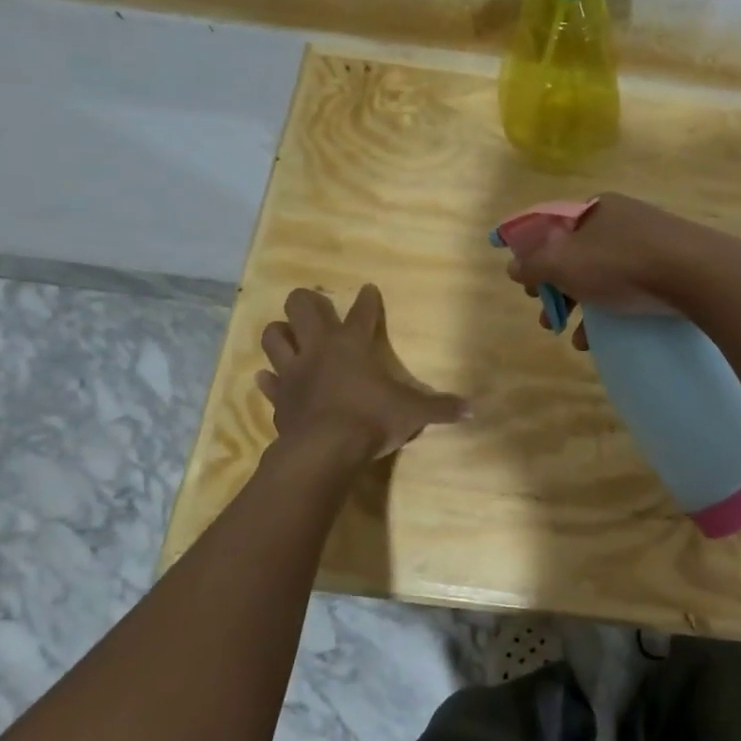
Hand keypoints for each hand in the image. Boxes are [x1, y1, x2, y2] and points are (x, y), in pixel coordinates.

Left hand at [257, 286, 468, 459]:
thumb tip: (473, 409)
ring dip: (279, 333)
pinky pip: (267, 382)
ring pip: (273, 337)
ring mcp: (294, 372)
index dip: (367, 300)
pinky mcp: (278, 398)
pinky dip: (268, 379)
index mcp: (353, 345)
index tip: (368, 290)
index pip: (362, 312)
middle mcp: (319, 349)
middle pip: (301, 308)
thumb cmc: (372, 420)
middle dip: (305, 301)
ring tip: (288, 335)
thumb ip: (441, 408)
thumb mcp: (414, 413)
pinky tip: (269, 378)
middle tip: (313, 305)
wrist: (324, 450)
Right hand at [504, 193, 740, 348]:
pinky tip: (603, 339)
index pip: (552, 228)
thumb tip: (512, 267)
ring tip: (573, 337)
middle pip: (577, 254)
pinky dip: (611, 310)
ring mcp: (650, 242)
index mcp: (595, 208)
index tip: (528, 289)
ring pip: (604, 274)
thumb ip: (533, 264)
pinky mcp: (672, 266)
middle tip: (548, 317)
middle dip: (557, 289)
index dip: (534, 258)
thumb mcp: (565, 264)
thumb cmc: (622, 264)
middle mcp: (622, 219)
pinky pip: (631, 287)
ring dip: (582, 306)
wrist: (698, 274)